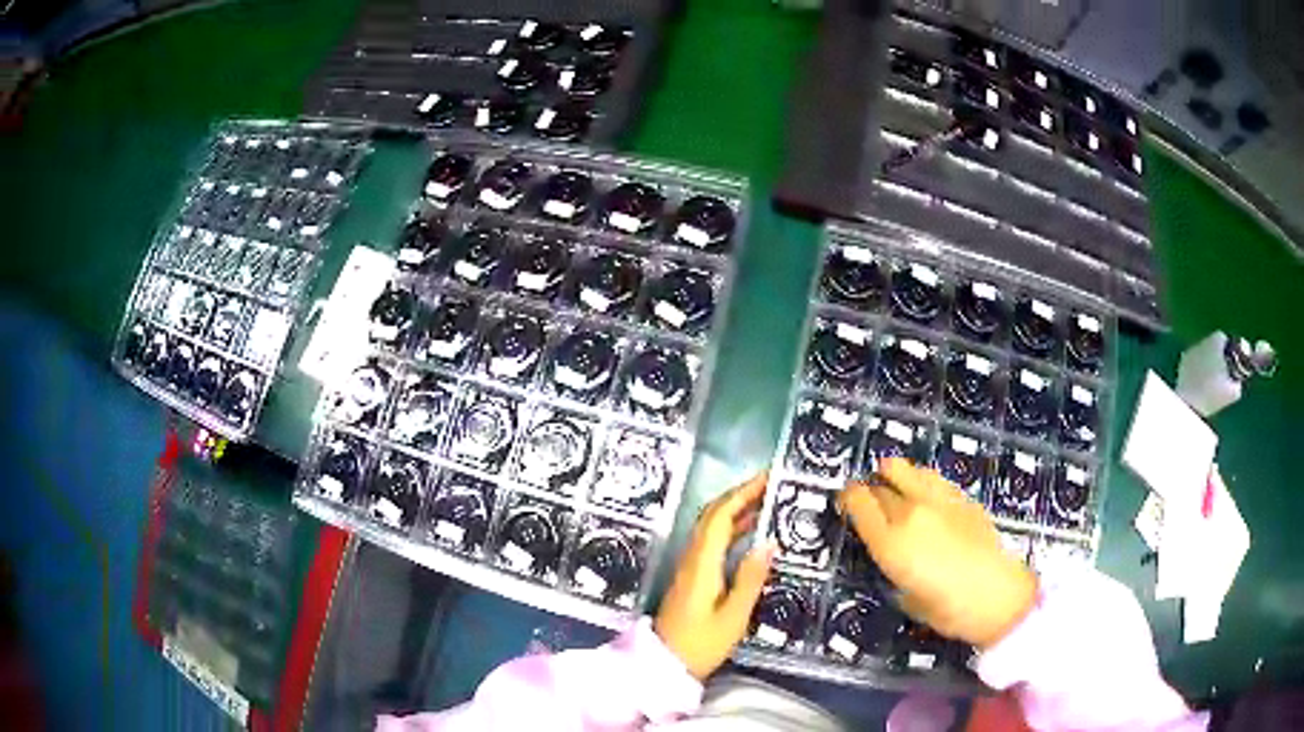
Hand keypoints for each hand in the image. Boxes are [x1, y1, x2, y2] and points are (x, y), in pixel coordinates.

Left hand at [655, 473, 777, 679]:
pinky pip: (711, 541)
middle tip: (769, 484)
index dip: (742, 493)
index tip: (766, 478)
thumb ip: (751, 578)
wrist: (665, 664)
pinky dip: (731, 529)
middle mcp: (692, 558)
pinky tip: (750, 534)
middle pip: (712, 516)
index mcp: (702, 563)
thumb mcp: (733, 616)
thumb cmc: (701, 643)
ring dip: (735, 510)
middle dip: (739, 495)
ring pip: (710, 527)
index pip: (720, 517)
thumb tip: (769, 541)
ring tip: (766, 502)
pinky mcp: (691, 577)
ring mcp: (689, 567)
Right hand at [839, 458, 1036, 648]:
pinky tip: (925, 493)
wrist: (996, 595)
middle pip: (880, 484)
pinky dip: (920, 480)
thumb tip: (892, 551)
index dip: (847, 499)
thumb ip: (893, 565)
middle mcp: (910, 513)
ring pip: (906, 469)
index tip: (846, 504)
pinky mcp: (962, 497)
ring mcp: (938, 500)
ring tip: (895, 485)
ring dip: (894, 475)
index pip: (858, 501)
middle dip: (870, 490)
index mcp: (890, 542)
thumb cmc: (947, 609)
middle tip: (870, 501)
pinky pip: (932, 477)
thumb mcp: (905, 595)